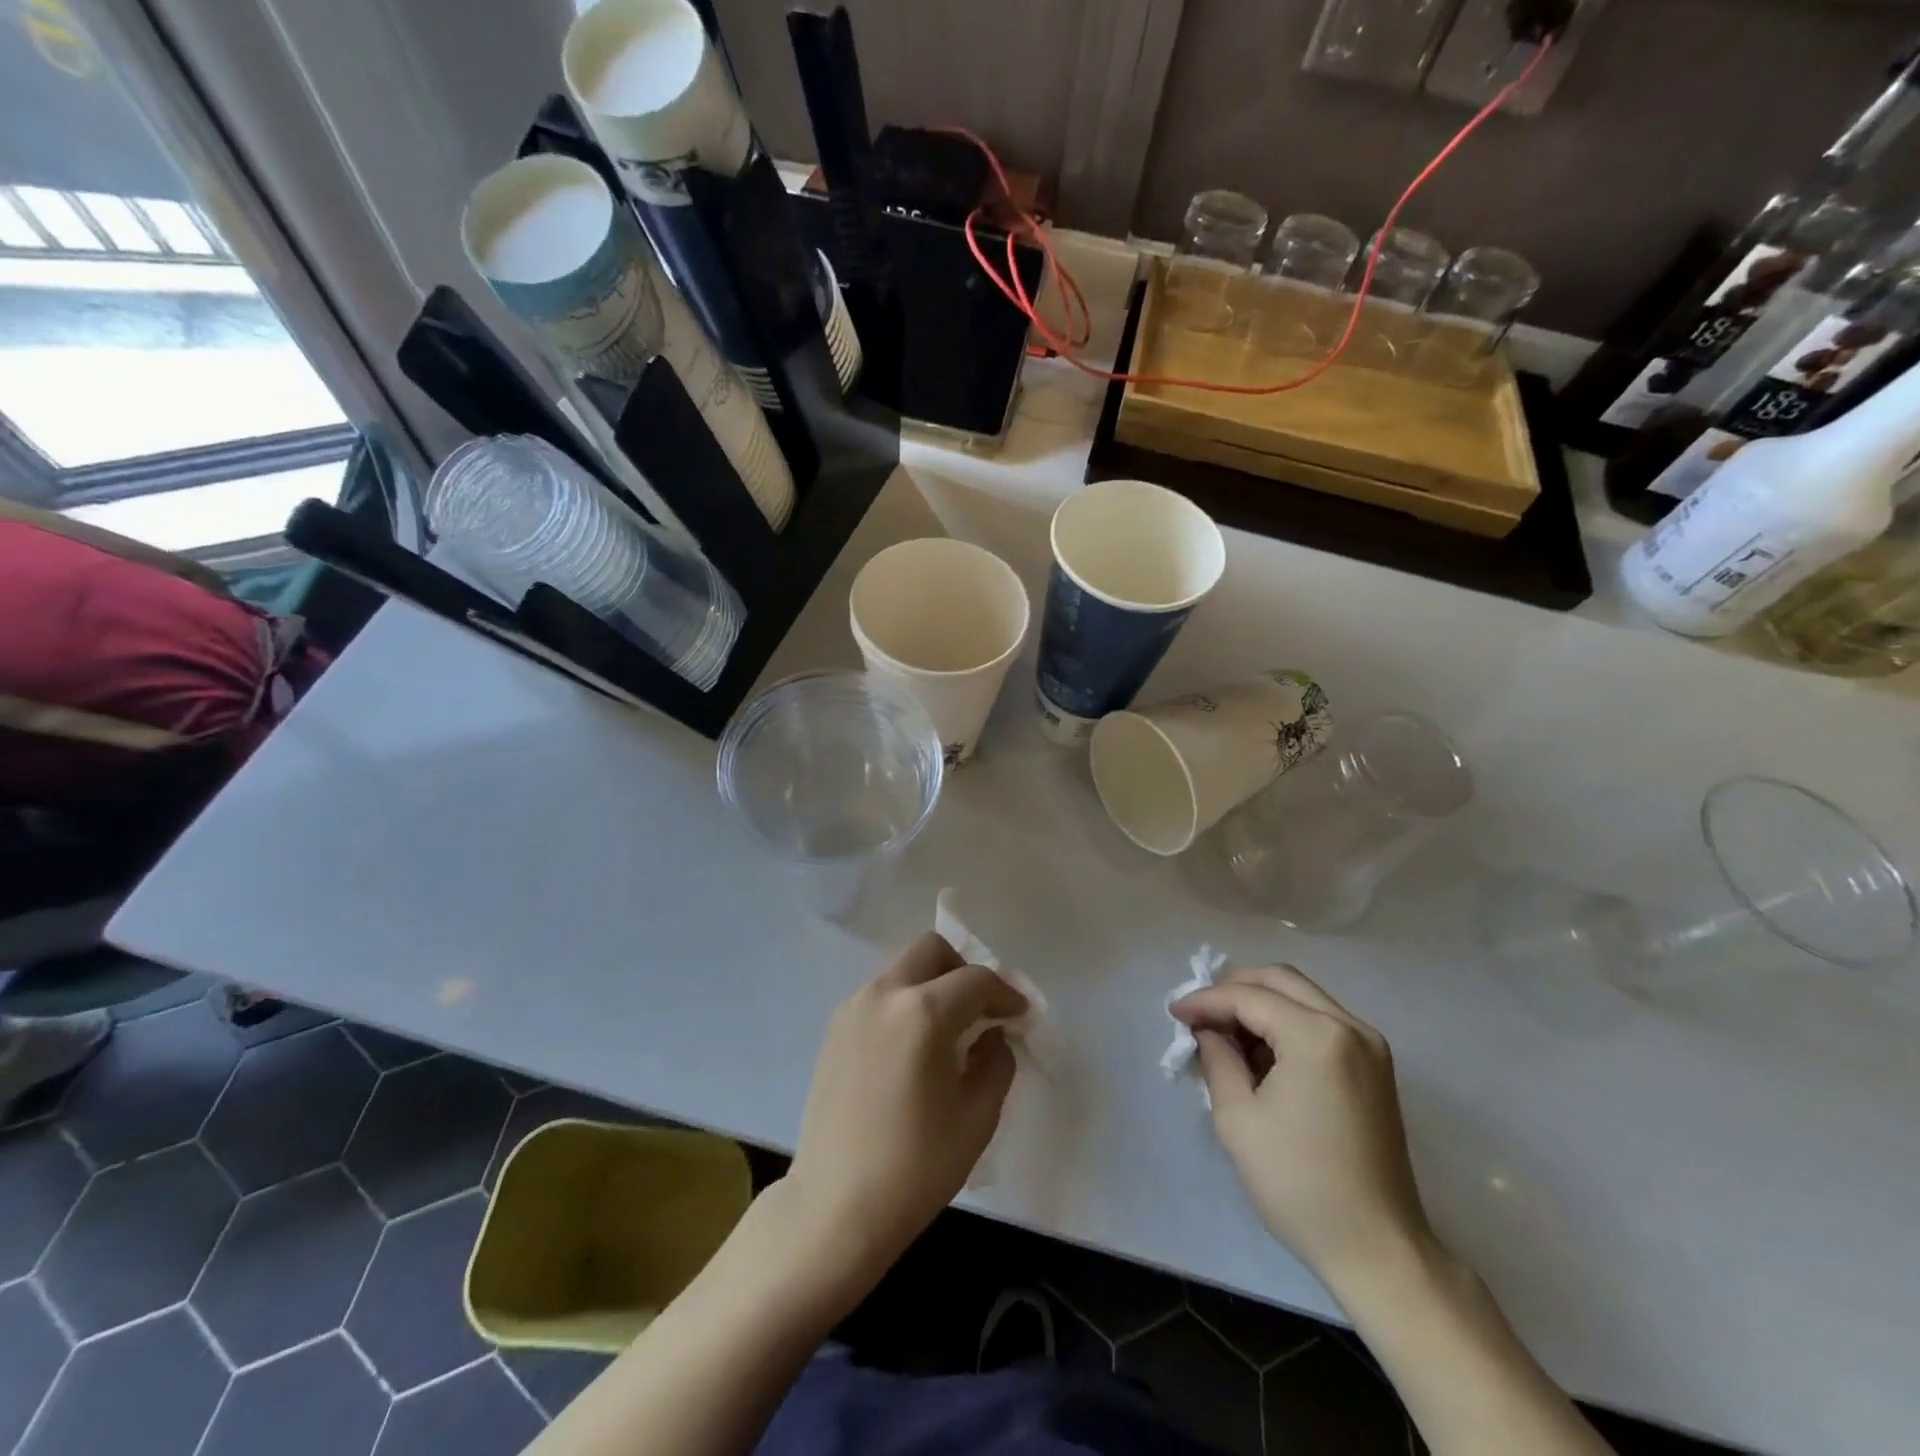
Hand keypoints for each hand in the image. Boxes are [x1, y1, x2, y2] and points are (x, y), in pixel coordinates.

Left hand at [784, 934, 1026, 1281]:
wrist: (834, 1207)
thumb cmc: (915, 1167)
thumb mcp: (976, 1117)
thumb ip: (996, 1062)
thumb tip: (994, 1034)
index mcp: (922, 1012)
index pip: (976, 980)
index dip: (1006, 994)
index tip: (1020, 1016)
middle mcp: (884, 994)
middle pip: (932, 951)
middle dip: (964, 971)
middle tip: (981, 1011)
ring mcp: (853, 1007)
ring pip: (903, 968)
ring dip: (932, 984)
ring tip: (949, 1031)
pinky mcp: (835, 1028)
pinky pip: (880, 994)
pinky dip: (905, 1001)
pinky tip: (914, 1047)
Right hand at [1171, 965, 1432, 1286]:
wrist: (1378, 1250)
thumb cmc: (1299, 1184)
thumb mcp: (1238, 1118)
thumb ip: (1217, 1058)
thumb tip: (1207, 1030)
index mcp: (1318, 1036)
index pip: (1249, 997)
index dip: (1206, 1001)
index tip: (1173, 1012)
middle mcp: (1350, 1027)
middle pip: (1280, 980)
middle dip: (1234, 989)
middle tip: (1199, 1013)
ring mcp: (1370, 1046)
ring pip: (1303, 997)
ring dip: (1260, 1004)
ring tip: (1224, 1033)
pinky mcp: (1375, 1067)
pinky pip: (1321, 1021)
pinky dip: (1286, 1023)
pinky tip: (1260, 1052)